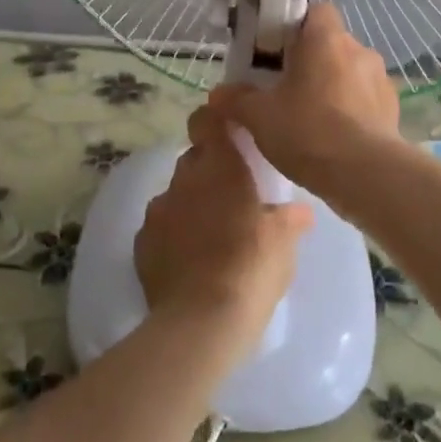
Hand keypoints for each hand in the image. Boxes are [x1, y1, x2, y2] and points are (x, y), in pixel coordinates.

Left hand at [135, 98, 313, 362]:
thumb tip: (299, 211)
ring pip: (175, 194)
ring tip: (211, 234)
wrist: (201, 321)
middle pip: (194, 159)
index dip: (214, 120)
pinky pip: (160, 228)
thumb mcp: (284, 241)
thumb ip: (289, 218)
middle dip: (209, 170)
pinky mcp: (141, 245)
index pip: (207, 120)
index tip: (227, 131)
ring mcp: (158, 211)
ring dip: (191, 204)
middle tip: (232, 195)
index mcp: (221, 166)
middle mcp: (184, 179)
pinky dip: (173, 235)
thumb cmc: (251, 267)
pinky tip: (190, 260)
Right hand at [209, 2, 402, 200]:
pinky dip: (353, 109)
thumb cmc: (308, 131)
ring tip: (313, 117)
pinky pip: (367, 98)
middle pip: (332, 43)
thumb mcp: (259, 117)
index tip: (279, 50)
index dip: (297, 26)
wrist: (365, 174)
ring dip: (334, 85)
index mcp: (326, 39)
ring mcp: (380, 79)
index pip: (316, 11)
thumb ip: (237, 100)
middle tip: (287, 88)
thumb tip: (218, 93)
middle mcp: (358, 50)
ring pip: (351, 71)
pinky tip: (337, 136)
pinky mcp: (393, 108)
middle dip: (312, 61)